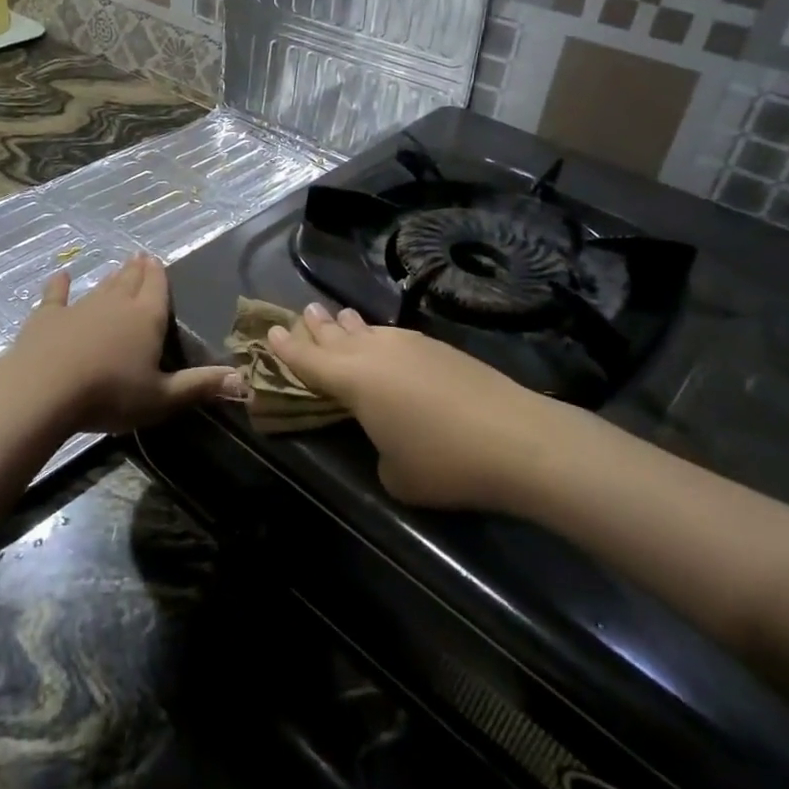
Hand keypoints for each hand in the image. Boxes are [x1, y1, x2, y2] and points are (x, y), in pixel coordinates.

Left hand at [0, 254, 244, 434]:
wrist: (45, 389)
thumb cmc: (110, 394)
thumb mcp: (162, 397)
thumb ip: (200, 386)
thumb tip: (243, 380)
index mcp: (146, 318)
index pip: (157, 288)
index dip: (159, 275)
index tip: (157, 260)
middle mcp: (115, 304)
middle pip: (130, 282)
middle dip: (137, 270)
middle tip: (140, 257)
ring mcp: (79, 307)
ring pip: (100, 287)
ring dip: (110, 278)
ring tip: (118, 268)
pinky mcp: (47, 316)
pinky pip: (56, 295)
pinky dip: (59, 285)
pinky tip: (62, 275)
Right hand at [267, 304, 574, 511]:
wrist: (518, 439)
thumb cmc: (445, 462)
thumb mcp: (395, 475)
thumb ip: (379, 453)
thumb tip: (389, 440)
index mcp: (353, 380)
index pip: (308, 360)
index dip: (286, 347)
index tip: (270, 331)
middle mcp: (375, 353)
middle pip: (334, 334)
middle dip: (314, 326)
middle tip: (301, 312)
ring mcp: (410, 345)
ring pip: (366, 330)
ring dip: (347, 325)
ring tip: (338, 317)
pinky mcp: (439, 347)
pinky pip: (393, 335)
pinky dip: (377, 335)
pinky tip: (383, 339)